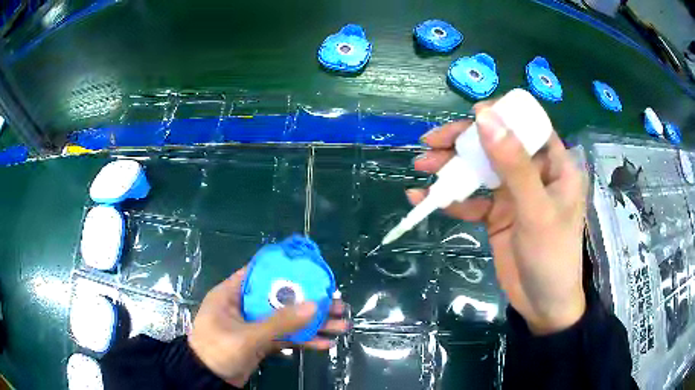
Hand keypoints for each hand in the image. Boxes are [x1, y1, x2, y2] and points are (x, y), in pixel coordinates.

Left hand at [188, 267, 348, 386]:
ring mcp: (254, 326)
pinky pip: (285, 337)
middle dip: (309, 302)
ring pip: (287, 320)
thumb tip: (315, 305)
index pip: (261, 273)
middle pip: (281, 299)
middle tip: (337, 303)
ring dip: (312, 324)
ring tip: (341, 325)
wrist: (208, 380)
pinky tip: (324, 344)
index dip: (286, 270)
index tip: (313, 271)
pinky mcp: (261, 343)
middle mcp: (244, 306)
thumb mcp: (247, 336)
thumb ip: (280, 322)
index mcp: (232, 293)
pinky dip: (303, 340)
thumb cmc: (218, 349)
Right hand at [410, 102, 587, 334]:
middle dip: (464, 142)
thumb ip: (513, 164)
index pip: (528, 125)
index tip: (471, 116)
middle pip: (497, 144)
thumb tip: (484, 117)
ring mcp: (513, 194)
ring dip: (450, 167)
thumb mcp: (535, 210)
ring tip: (421, 166)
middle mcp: (533, 173)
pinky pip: (471, 200)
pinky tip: (424, 197)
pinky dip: (450, 198)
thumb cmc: (552, 257)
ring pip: (480, 170)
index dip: (501, 116)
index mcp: (554, 164)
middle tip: (431, 142)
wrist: (542, 306)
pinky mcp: (497, 215)